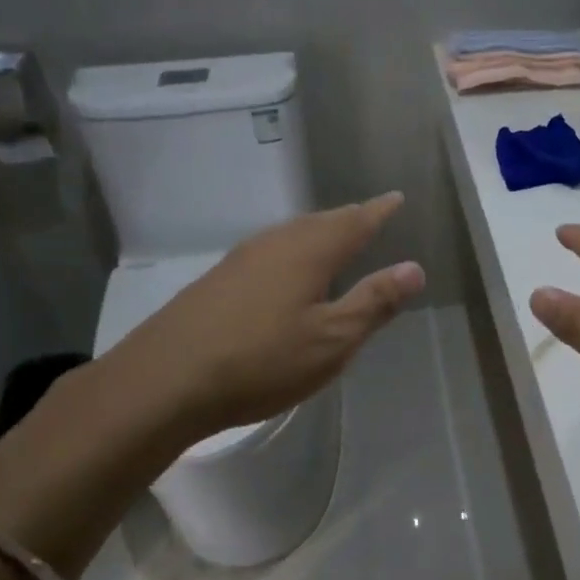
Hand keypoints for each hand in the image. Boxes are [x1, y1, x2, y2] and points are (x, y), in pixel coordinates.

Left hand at [116, 192, 424, 444]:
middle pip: (320, 222)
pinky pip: (269, 252)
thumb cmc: (261, 361)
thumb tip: (414, 268)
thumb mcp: (331, 340)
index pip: (354, 221)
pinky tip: (286, 273)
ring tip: (334, 240)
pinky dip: (292, 252)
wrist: (164, 380)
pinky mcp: (217, 281)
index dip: (378, 211)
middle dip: (348, 219)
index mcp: (309, 251)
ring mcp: (240, 260)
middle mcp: (274, 244)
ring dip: (318, 233)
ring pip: (290, 235)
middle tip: (369, 217)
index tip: (396, 198)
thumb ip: (374, 302)